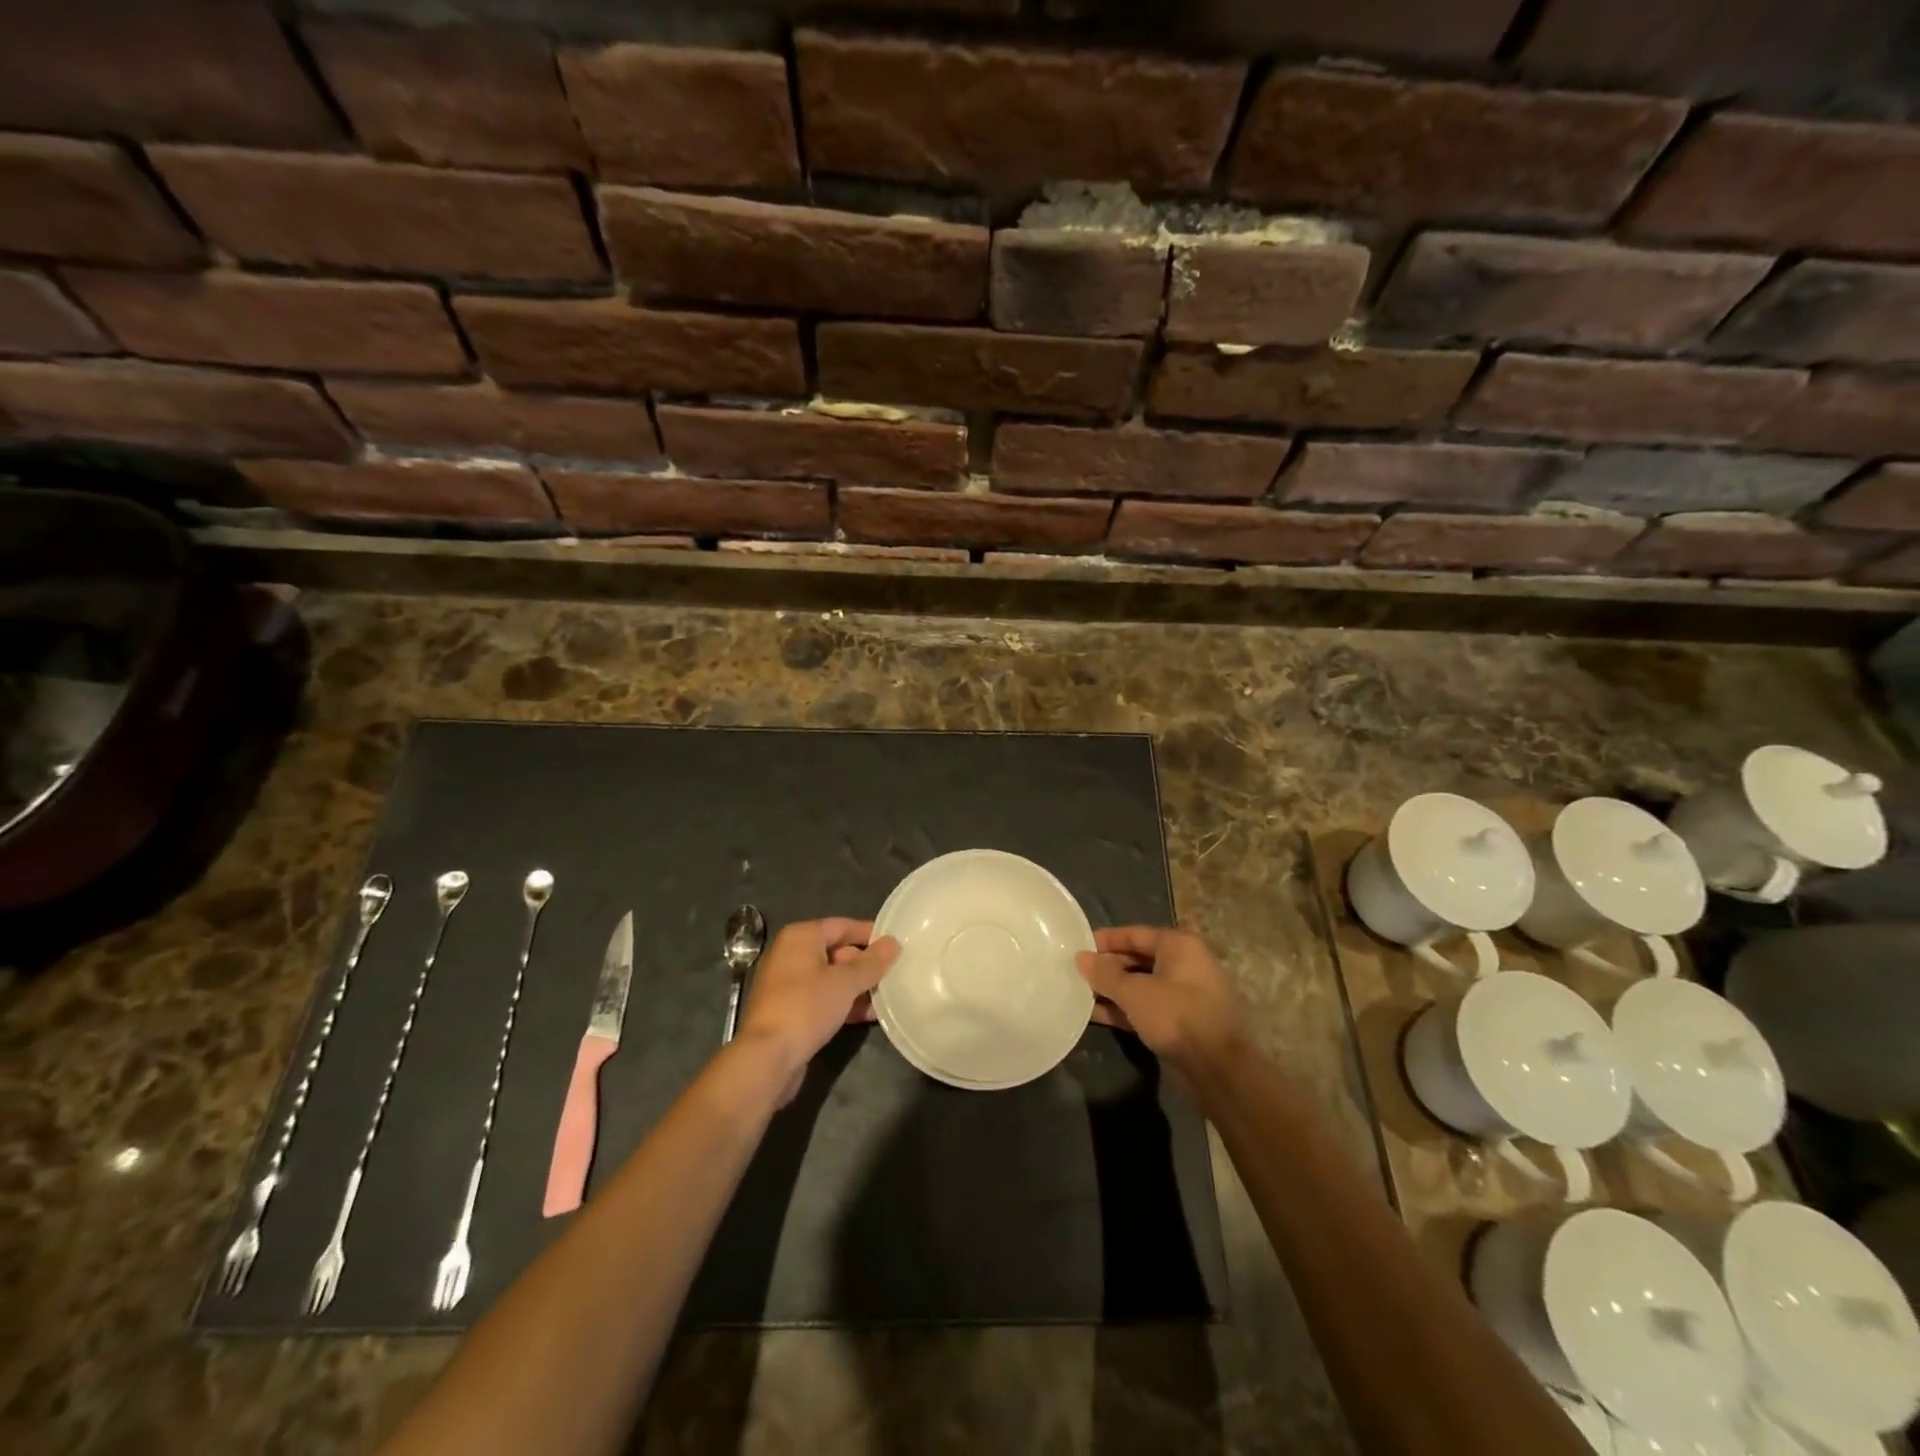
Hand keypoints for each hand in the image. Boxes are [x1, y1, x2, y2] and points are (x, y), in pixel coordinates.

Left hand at [736, 918, 898, 1103]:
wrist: (768, 1057)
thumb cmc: (807, 1007)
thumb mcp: (845, 982)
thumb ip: (872, 962)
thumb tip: (893, 943)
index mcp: (801, 937)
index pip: (842, 925)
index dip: (869, 934)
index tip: (895, 945)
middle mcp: (791, 954)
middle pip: (837, 951)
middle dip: (865, 965)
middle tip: (893, 975)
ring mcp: (788, 984)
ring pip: (831, 978)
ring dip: (857, 987)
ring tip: (887, 997)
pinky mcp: (790, 1010)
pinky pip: (822, 998)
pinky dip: (843, 1003)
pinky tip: (868, 1015)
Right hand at [1077, 926, 1242, 1075]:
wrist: (1218, 1069)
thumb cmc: (1176, 1016)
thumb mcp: (1135, 992)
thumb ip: (1105, 974)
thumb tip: (1081, 957)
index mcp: (1179, 946)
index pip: (1135, 934)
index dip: (1106, 939)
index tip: (1078, 945)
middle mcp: (1184, 965)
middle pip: (1138, 959)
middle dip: (1107, 967)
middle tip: (1076, 972)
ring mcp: (1184, 995)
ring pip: (1141, 986)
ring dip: (1113, 990)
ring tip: (1079, 993)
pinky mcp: (1180, 1022)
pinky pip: (1147, 1008)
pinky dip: (1124, 1010)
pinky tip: (1095, 1015)